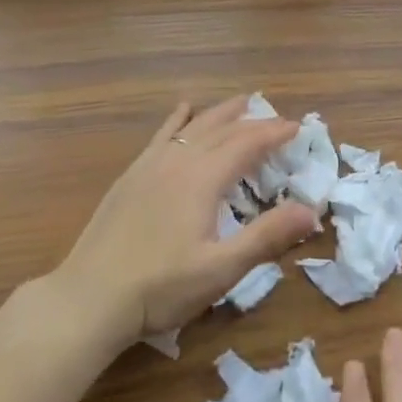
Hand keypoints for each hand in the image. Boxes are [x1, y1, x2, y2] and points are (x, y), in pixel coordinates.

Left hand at [52, 96, 319, 348]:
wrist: (89, 298)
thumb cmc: (160, 287)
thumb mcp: (221, 269)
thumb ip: (267, 236)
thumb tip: (311, 210)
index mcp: (203, 179)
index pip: (247, 144)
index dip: (274, 133)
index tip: (297, 128)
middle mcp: (178, 161)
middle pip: (222, 130)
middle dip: (254, 122)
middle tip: (278, 119)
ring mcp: (150, 166)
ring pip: (193, 127)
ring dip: (221, 113)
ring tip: (241, 103)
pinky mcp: (130, 177)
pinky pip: (161, 135)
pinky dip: (179, 120)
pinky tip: (183, 110)